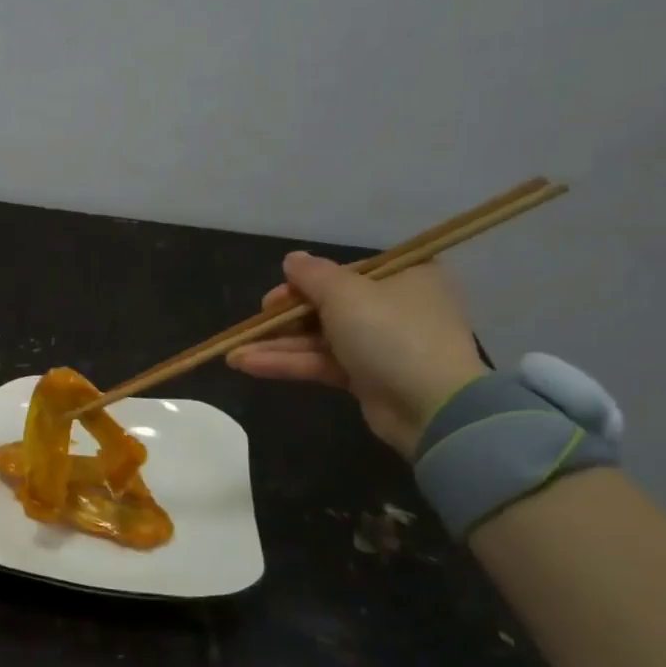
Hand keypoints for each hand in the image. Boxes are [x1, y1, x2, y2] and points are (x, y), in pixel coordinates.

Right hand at [227, 253, 485, 456]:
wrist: (433, 407)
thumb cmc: (391, 333)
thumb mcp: (346, 293)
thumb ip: (313, 275)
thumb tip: (292, 259)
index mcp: (403, 276)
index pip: (345, 273)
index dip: (306, 283)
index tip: (276, 296)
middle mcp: (394, 307)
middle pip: (327, 306)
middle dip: (284, 318)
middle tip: (255, 322)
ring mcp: (380, 345)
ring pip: (319, 338)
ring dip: (277, 345)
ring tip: (232, 353)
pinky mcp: (367, 379)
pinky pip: (322, 363)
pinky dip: (288, 364)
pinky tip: (248, 365)